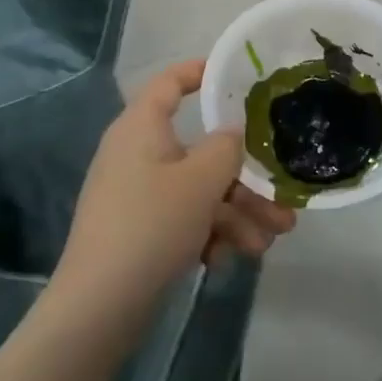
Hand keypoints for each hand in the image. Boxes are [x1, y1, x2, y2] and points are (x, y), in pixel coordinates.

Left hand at [57, 61, 296, 314]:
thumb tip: (232, 135)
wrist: (99, 307)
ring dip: (237, 215)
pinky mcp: (140, 231)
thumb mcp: (201, 181)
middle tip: (282, 204)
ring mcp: (138, 195)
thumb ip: (227, 147)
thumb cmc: (151, 225)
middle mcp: (138, 155)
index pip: (169, 83)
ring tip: (267, 244)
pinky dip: (208, 235)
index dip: (200, 72)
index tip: (236, 76)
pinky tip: (224, 261)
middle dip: (245, 181)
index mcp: (142, 128)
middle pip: (201, 153)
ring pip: (199, 193)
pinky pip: (183, 220)